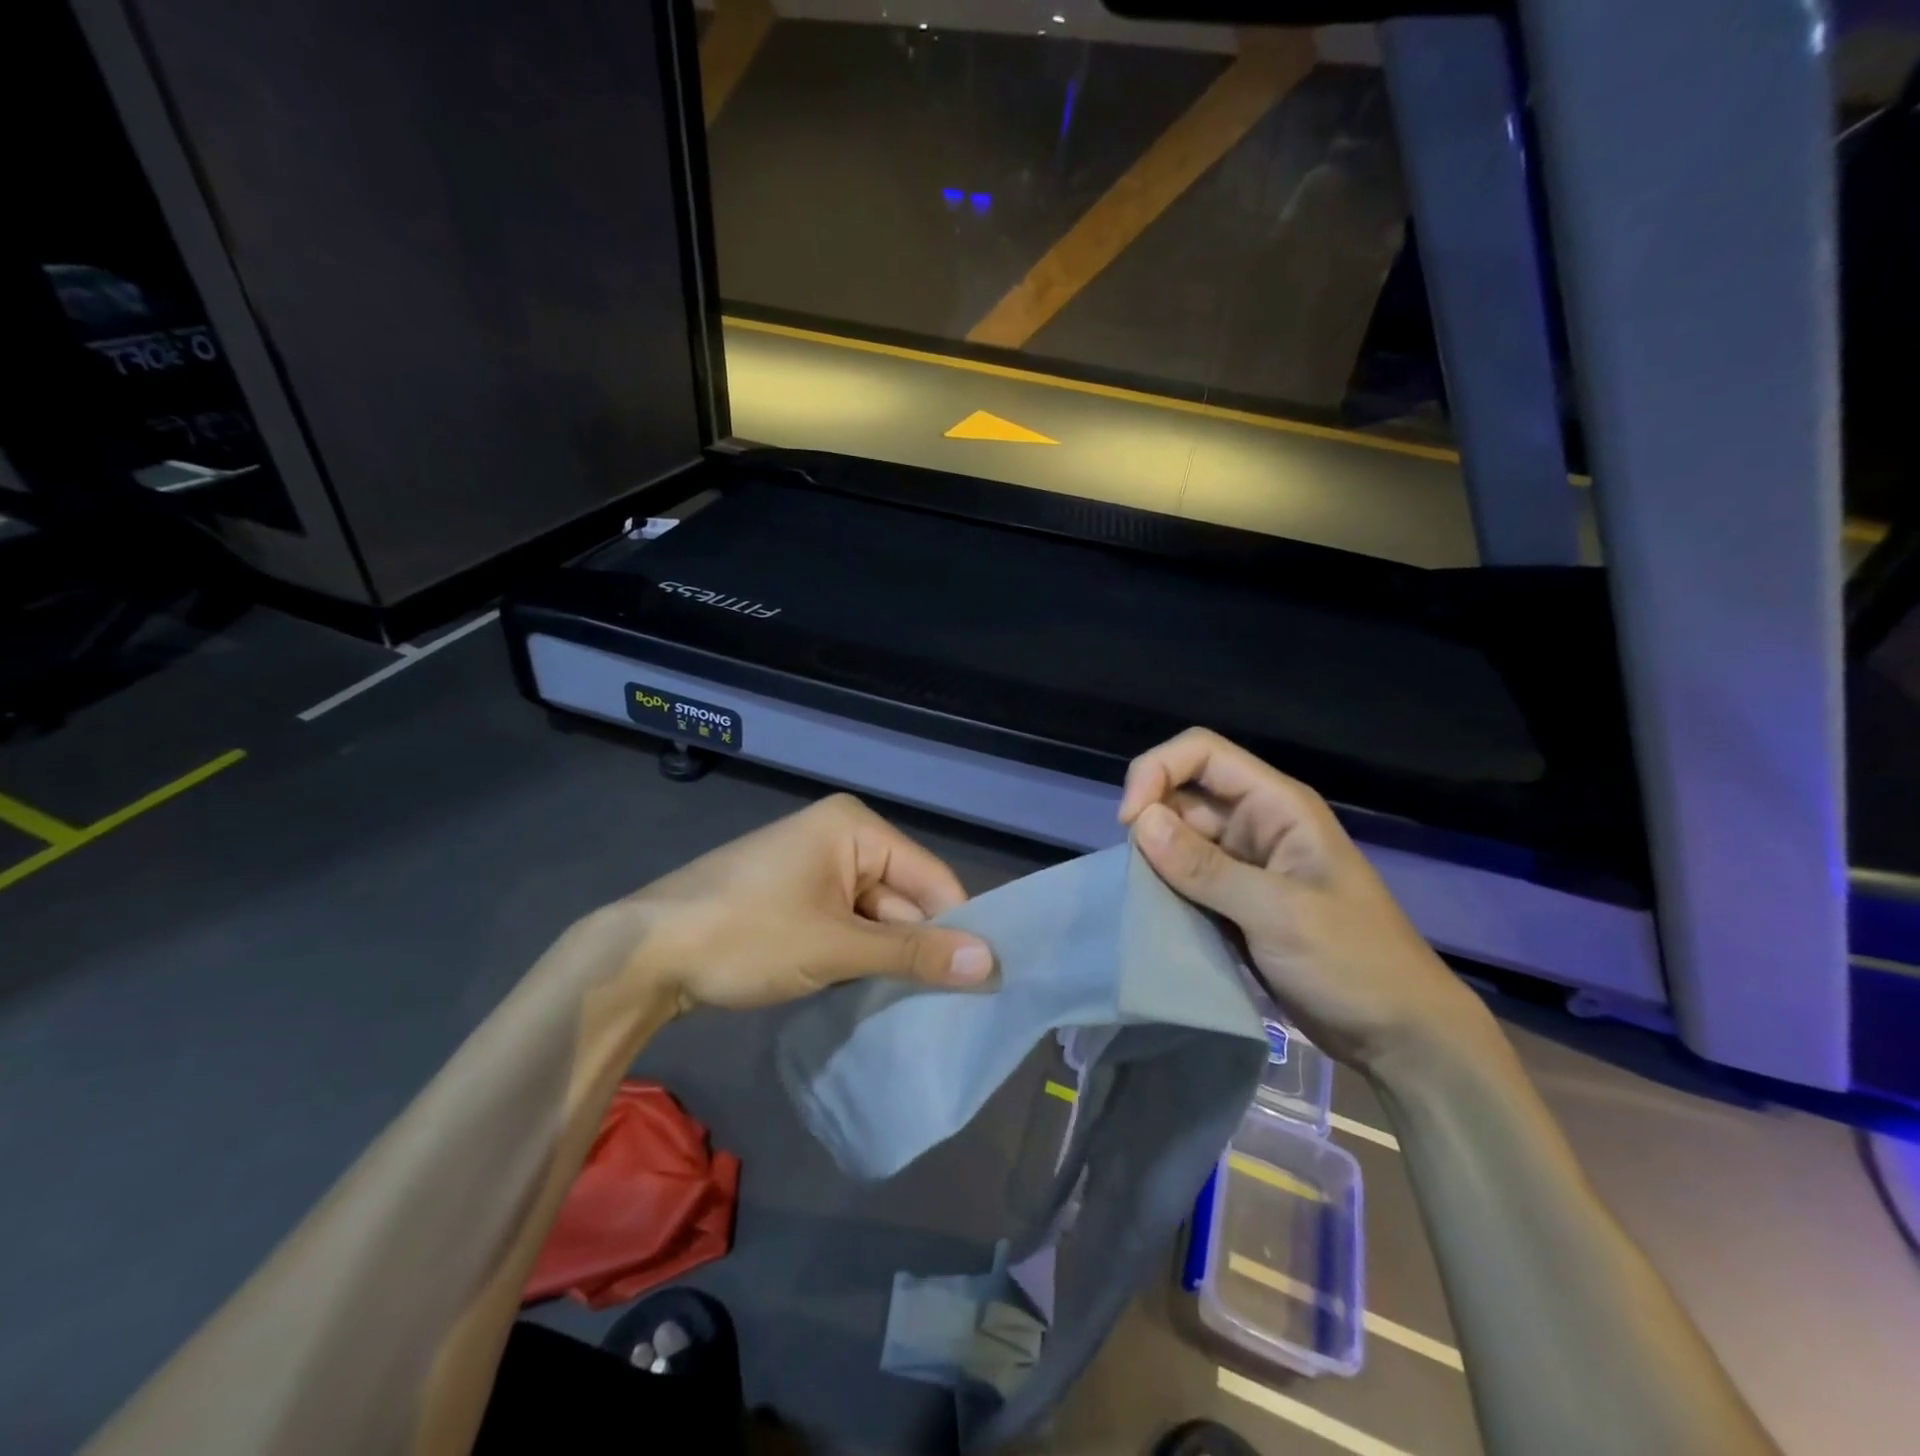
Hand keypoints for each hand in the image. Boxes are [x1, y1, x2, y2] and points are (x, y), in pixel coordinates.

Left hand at [621, 793, 995, 1010]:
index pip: (931, 877)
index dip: (957, 927)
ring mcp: (813, 868)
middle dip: (916, 948)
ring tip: (910, 1007)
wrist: (643, 954)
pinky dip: (855, 957)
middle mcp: (840, 836)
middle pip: (902, 897)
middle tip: (945, 1007)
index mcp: (855, 827)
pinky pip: (844, 925)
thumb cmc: (747, 936)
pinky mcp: (793, 898)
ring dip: (884, 958)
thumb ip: (914, 954)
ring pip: (873, 917)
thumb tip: (992, 963)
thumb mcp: (837, 947)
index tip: (980, 982)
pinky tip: (865, 993)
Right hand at [1118, 728, 1495, 1073]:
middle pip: (1182, 793)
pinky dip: (1162, 890)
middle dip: (1149, 821)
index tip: (1131, 822)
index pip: (1202, 753)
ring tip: (1140, 898)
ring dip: (1152, 860)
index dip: (1158, 771)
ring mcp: (1242, 864)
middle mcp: (1255, 823)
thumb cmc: (1353, 963)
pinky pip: (1183, 878)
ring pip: (1176, 838)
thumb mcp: (1279, 913)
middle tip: (1133, 873)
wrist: (1398, 1036)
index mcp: (1276, 806)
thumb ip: (1206, 868)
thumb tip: (1140, 822)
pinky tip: (1152, 916)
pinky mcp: (1232, 901)